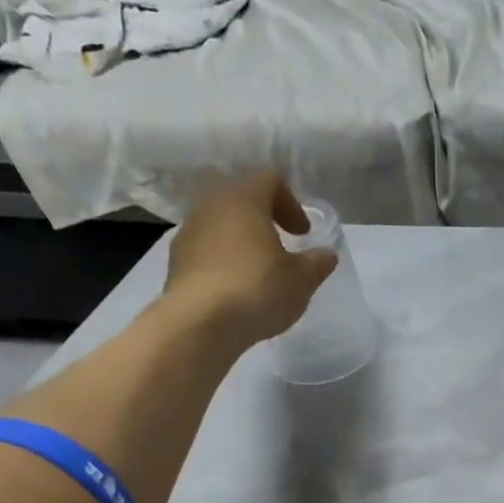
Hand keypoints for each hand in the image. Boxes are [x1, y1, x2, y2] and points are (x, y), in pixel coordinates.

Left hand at [162, 172, 336, 345]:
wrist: (199, 323)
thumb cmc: (257, 289)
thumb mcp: (300, 280)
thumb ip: (316, 263)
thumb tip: (327, 254)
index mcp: (243, 198)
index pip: (270, 179)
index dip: (292, 203)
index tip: (303, 233)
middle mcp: (211, 205)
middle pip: (241, 198)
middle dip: (263, 218)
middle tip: (280, 244)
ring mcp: (188, 232)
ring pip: (220, 223)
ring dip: (241, 239)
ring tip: (258, 269)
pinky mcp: (176, 261)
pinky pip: (206, 249)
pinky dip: (223, 260)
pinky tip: (236, 288)